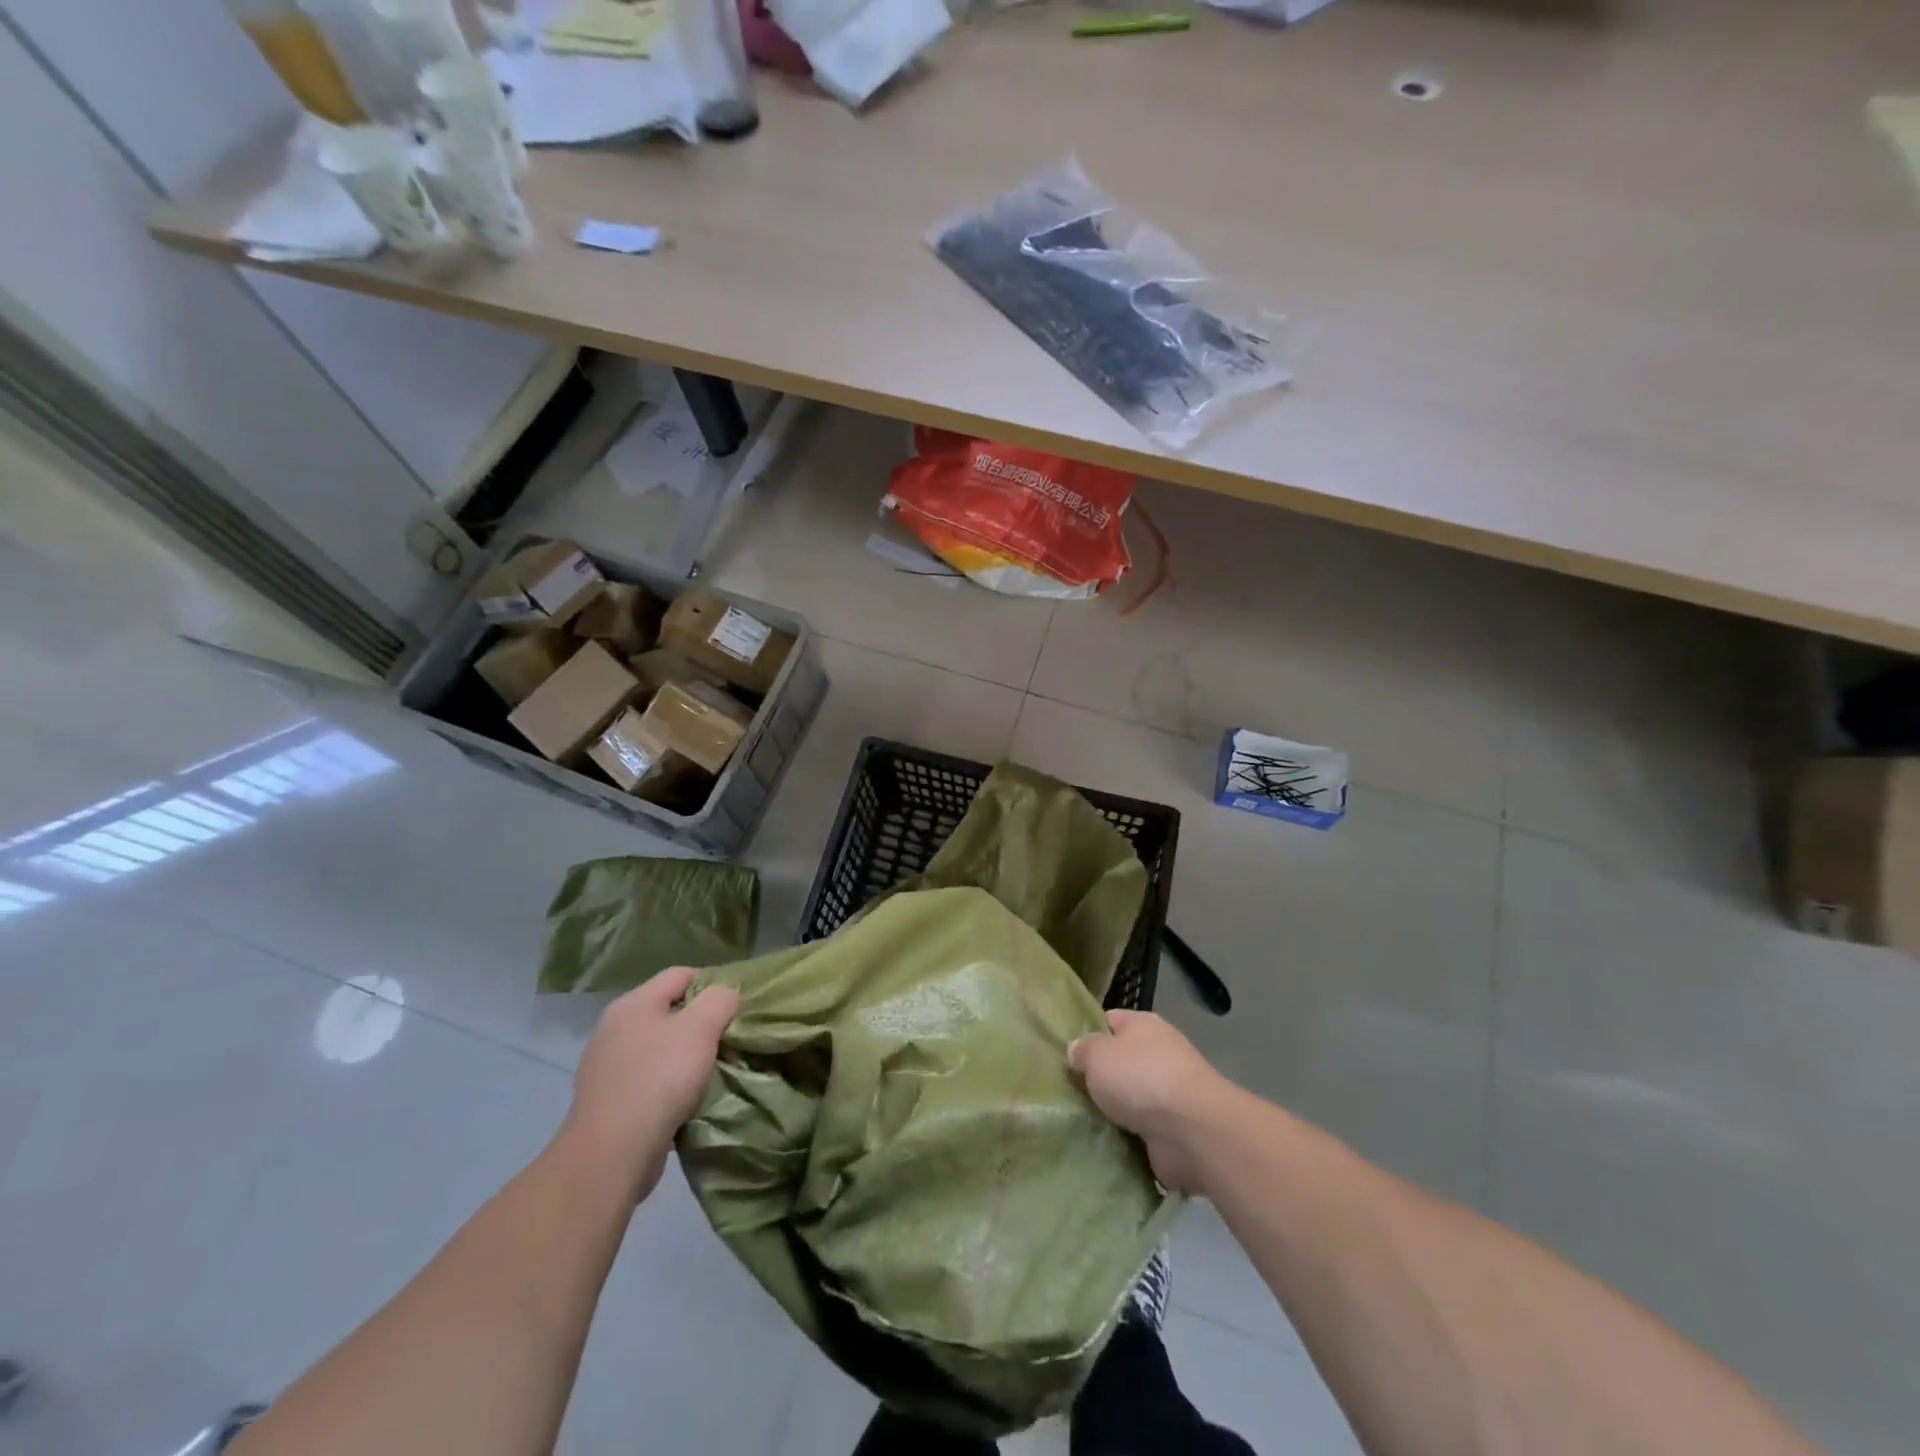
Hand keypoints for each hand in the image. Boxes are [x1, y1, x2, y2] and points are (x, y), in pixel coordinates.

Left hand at [562, 967, 739, 1201]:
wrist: (611, 1154)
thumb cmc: (659, 1079)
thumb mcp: (701, 1028)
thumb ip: (720, 1000)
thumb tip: (728, 993)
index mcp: (633, 1003)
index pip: (681, 974)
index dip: (713, 983)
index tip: (737, 1006)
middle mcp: (614, 1028)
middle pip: (669, 1011)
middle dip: (701, 1023)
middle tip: (728, 1039)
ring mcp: (607, 1066)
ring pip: (660, 1048)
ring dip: (686, 1056)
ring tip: (712, 1071)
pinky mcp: (608, 1101)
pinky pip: (648, 1080)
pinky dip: (669, 1085)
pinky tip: (686, 1100)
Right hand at [1068, 1010, 1229, 1192]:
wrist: (1192, 1130)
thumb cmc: (1140, 1078)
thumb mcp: (1097, 1054)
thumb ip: (1082, 1050)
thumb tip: (1077, 1051)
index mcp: (1143, 1025)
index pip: (1109, 1021)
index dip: (1087, 1034)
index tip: (1066, 1055)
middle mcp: (1159, 1053)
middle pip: (1119, 1062)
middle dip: (1098, 1079)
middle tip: (1069, 1092)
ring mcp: (1170, 1093)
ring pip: (1130, 1099)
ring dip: (1112, 1113)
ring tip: (1080, 1122)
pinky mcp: (1176, 1129)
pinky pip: (1141, 1131)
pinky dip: (1127, 1139)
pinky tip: (1103, 1145)